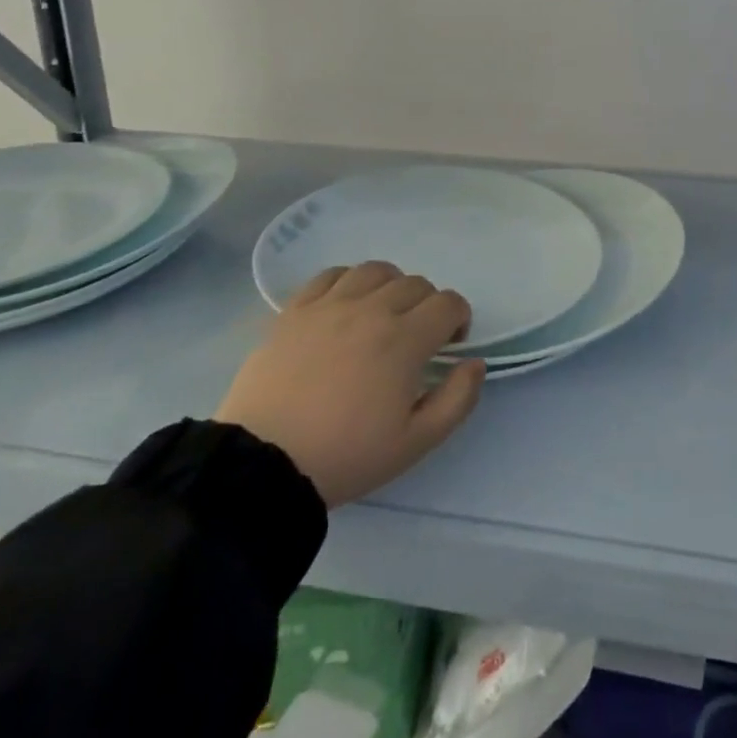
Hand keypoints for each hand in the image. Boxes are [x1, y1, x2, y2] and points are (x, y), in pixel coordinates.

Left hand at [217, 262, 484, 506]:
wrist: (262, 466)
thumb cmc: (345, 456)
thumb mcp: (415, 444)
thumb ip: (457, 400)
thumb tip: (475, 363)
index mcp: (405, 339)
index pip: (449, 303)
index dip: (459, 318)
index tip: (449, 344)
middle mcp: (372, 309)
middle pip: (416, 283)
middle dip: (427, 306)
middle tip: (416, 338)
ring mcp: (331, 305)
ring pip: (376, 270)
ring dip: (390, 286)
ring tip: (382, 313)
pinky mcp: (296, 310)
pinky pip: (331, 274)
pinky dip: (348, 281)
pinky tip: (346, 304)